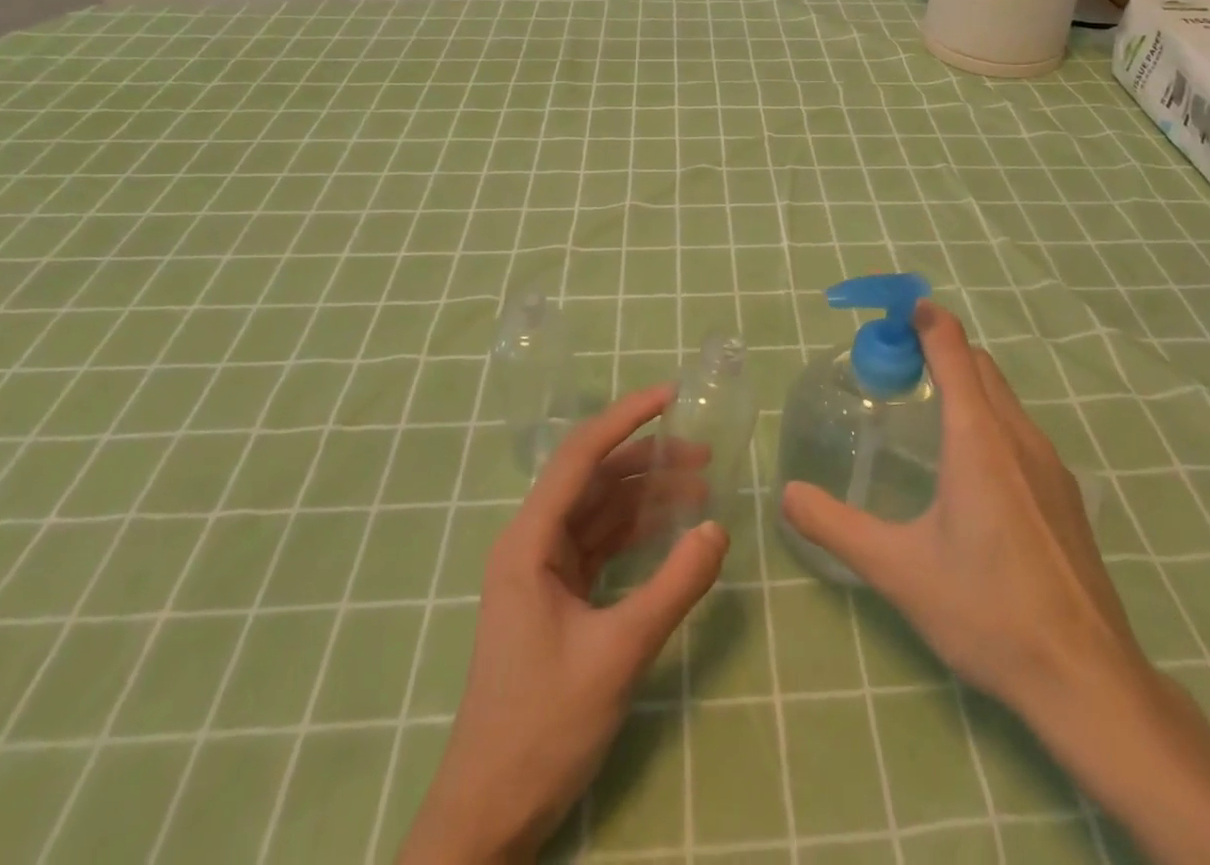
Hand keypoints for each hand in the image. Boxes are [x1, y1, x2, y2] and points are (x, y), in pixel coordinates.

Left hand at [401, 387, 729, 862]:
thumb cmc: (542, 727)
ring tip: (703, 486)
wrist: (491, 813)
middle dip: (648, 460)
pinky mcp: (558, 596)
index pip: (580, 456)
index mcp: (529, 541)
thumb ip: (674, 587)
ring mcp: (544, 570)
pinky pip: (603, 544)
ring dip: (648, 496)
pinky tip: (674, 529)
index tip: (670, 396)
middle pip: (595, 479)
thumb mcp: (618, 653)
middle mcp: (533, 543)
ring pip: (601, 511)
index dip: (625, 418)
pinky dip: (638, 532)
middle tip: (704, 452)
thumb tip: (719, 528)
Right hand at [782, 302, 1144, 739]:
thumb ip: (836, 527)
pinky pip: (1020, 431)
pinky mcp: (1065, 495)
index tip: (899, 309)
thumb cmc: (987, 610)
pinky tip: (969, 467)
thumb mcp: (898, 569)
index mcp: (978, 438)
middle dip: (941, 348)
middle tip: (897, 364)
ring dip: (967, 384)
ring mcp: (1050, 466)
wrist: (1086, 679)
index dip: (926, 320)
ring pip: (1004, 399)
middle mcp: (1018, 437)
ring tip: (927, 409)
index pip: (953, 350)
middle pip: (980, 367)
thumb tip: (787, 495)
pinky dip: (989, 417)